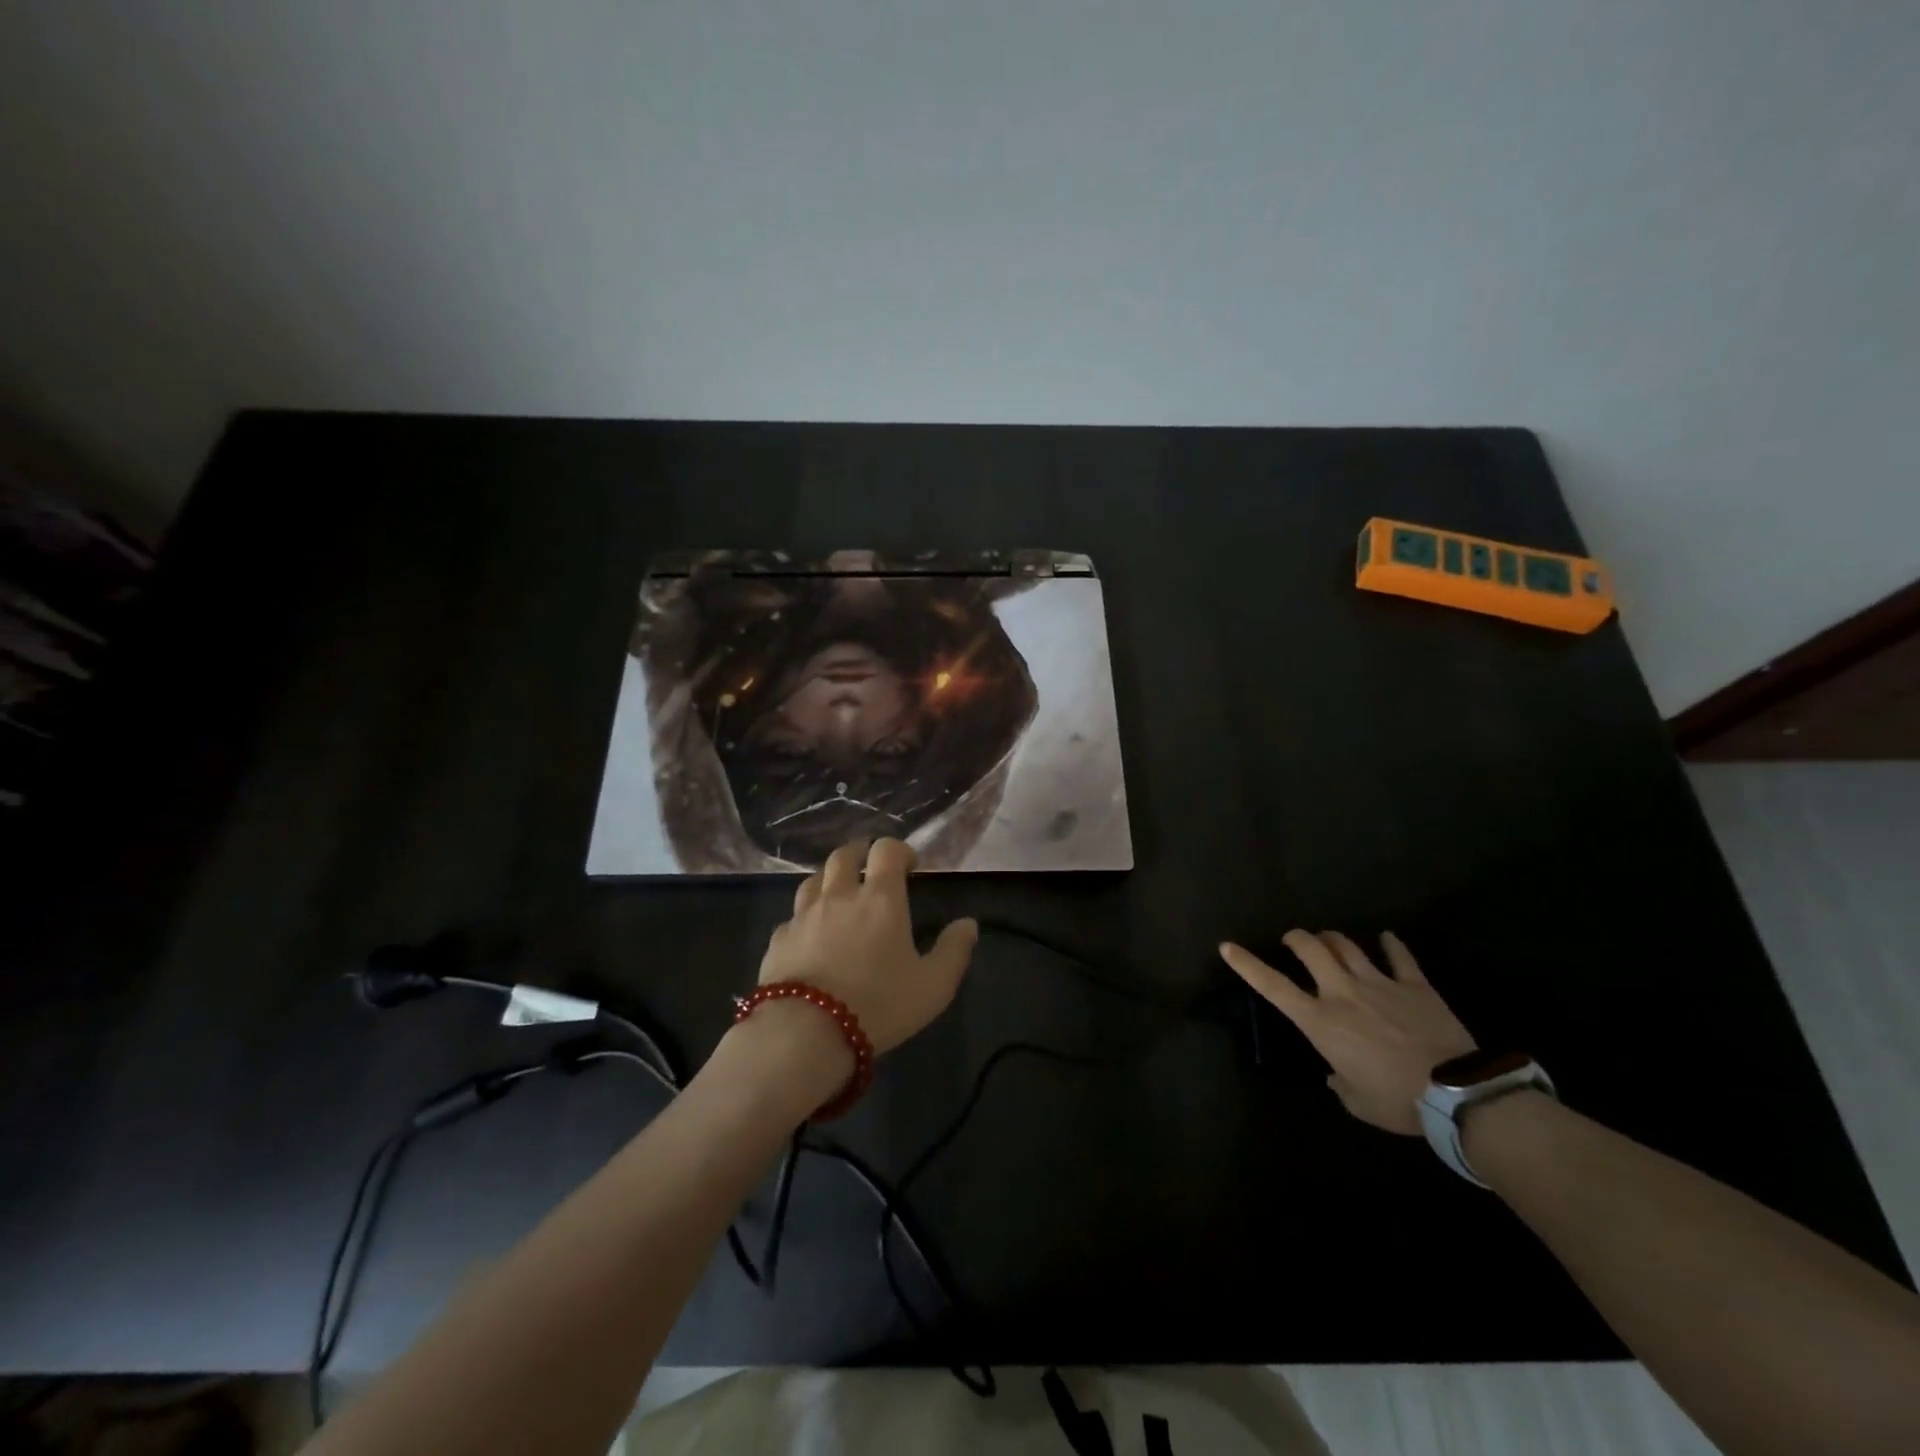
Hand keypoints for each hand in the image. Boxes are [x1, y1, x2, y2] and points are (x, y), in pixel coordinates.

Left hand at [759, 838, 977, 1053]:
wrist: (804, 1033)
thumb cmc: (878, 1005)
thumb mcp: (933, 986)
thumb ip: (954, 951)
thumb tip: (968, 924)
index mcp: (880, 899)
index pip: (887, 850)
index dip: (899, 850)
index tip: (910, 867)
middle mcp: (839, 896)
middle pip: (844, 855)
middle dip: (860, 853)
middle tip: (871, 869)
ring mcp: (803, 915)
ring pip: (814, 879)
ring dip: (830, 879)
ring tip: (839, 896)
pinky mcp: (778, 939)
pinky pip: (793, 916)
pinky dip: (805, 917)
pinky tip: (811, 936)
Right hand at [1219, 931, 1474, 1134]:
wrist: (1457, 1093)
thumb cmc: (1397, 1102)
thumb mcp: (1357, 1102)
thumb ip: (1340, 1082)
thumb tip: (1336, 1074)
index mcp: (1320, 1021)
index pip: (1273, 986)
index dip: (1247, 965)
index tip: (1227, 946)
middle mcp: (1342, 992)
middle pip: (1311, 949)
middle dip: (1296, 938)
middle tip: (1293, 940)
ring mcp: (1379, 983)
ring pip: (1347, 945)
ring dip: (1333, 939)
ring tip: (1329, 939)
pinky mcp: (1415, 985)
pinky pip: (1399, 956)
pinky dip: (1391, 944)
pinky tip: (1386, 938)